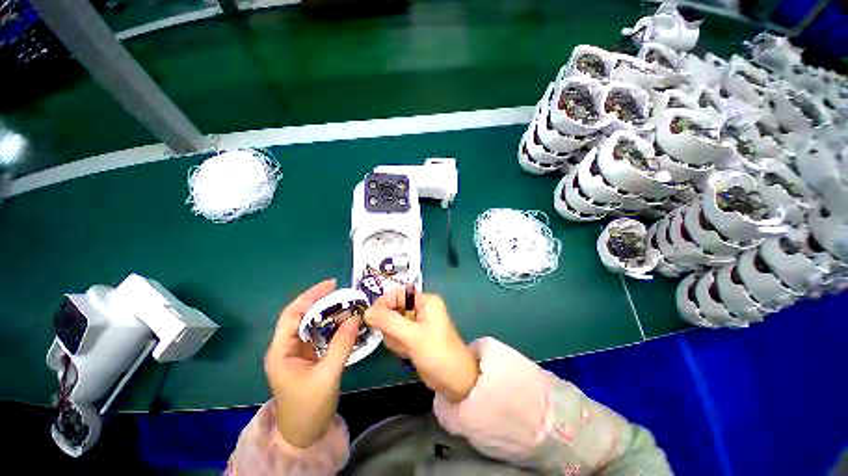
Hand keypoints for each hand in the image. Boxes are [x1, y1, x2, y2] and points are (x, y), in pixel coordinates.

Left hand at [265, 279, 359, 447]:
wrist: (305, 435)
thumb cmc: (309, 408)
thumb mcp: (327, 375)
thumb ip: (341, 345)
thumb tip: (355, 318)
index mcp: (281, 350)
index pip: (293, 314)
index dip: (310, 296)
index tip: (331, 284)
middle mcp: (287, 347)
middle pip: (303, 316)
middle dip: (322, 302)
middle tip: (344, 293)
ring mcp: (298, 352)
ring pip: (313, 324)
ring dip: (330, 313)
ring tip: (348, 304)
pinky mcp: (309, 356)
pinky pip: (321, 335)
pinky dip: (333, 326)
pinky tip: (346, 322)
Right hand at [365, 289, 479, 402]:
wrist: (453, 381)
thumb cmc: (436, 352)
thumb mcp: (411, 335)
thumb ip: (388, 321)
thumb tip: (366, 311)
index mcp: (425, 300)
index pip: (397, 294)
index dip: (384, 304)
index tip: (372, 318)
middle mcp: (420, 308)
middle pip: (393, 309)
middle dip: (391, 326)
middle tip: (398, 338)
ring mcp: (417, 323)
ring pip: (392, 324)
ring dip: (394, 338)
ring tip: (406, 348)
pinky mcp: (413, 337)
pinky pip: (396, 336)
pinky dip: (398, 345)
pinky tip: (407, 353)